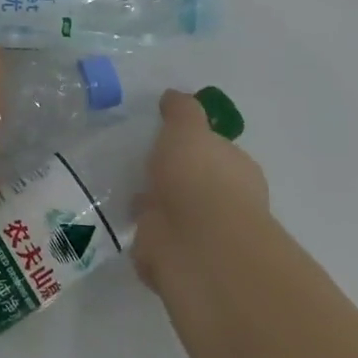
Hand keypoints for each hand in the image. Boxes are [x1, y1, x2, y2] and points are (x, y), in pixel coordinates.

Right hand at [132, 88, 269, 294]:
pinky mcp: (176, 261)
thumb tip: (173, 97)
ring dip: (155, 209)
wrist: (197, 243)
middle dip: (172, 179)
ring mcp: (201, 236)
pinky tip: (121, 222)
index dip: (193, 146)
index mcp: (236, 170)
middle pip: (194, 184)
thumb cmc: (198, 176)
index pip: (216, 153)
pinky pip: (156, 243)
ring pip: (174, 215)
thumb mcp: (187, 128)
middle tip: (139, 166)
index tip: (164, 139)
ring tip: (122, 192)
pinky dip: (143, 237)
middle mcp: (225, 203)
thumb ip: (181, 111)